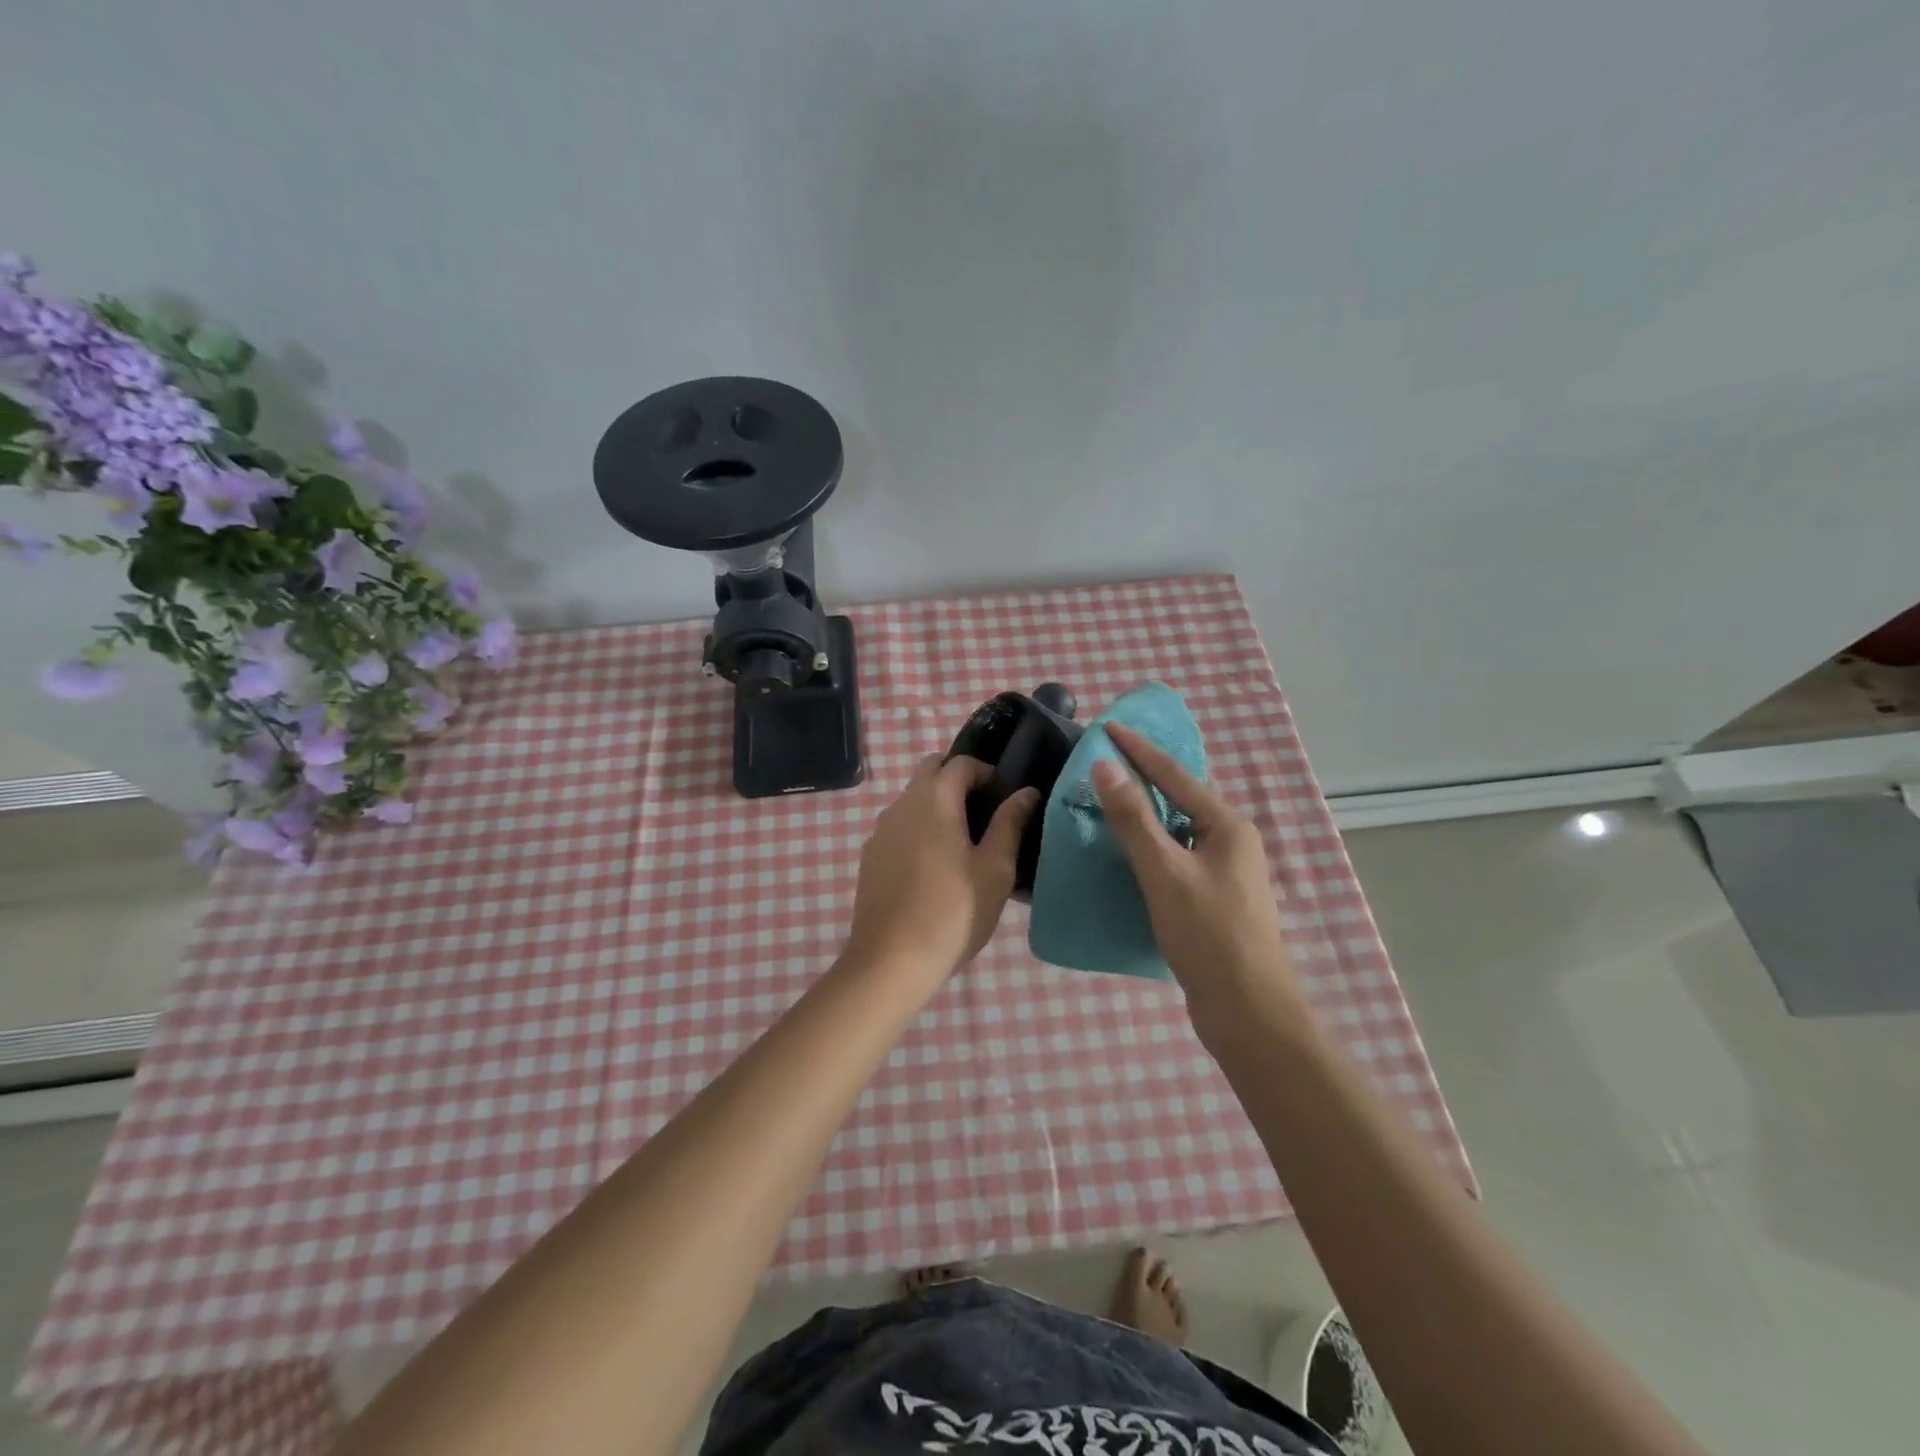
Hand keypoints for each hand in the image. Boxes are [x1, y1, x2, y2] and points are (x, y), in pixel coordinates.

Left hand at [845, 755, 1039, 984]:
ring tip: (964, 843)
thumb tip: (1026, 792)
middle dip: (959, 782)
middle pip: (931, 772)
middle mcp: (901, 804)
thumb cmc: (953, 912)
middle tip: (986, 814)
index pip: (960, 763)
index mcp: (933, 799)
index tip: (1006, 797)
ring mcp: (880, 830)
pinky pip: (899, 827)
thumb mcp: (995, 869)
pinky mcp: (871, 856)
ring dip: (938, 806)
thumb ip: (1010, 823)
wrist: (891, 960)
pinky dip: (919, 829)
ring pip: (912, 800)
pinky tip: (934, 867)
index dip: (986, 772)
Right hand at [1093, 723, 1304, 1034]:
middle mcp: (1231, 841)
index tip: (1108, 726)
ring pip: (1179, 827)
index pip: (1175, 774)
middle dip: (1145, 775)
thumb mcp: (1165, 871)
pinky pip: (1177, 854)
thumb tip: (1106, 767)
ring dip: (1146, 811)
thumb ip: (1134, 819)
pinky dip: (1151, 843)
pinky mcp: (1213, 898)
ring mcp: (1225, 871)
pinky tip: (1127, 850)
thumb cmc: (1208, 934)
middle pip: (1182, 796)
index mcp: (1227, 825)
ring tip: (1110, 797)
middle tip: (1105, 759)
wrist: (1247, 1009)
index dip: (1139, 749)